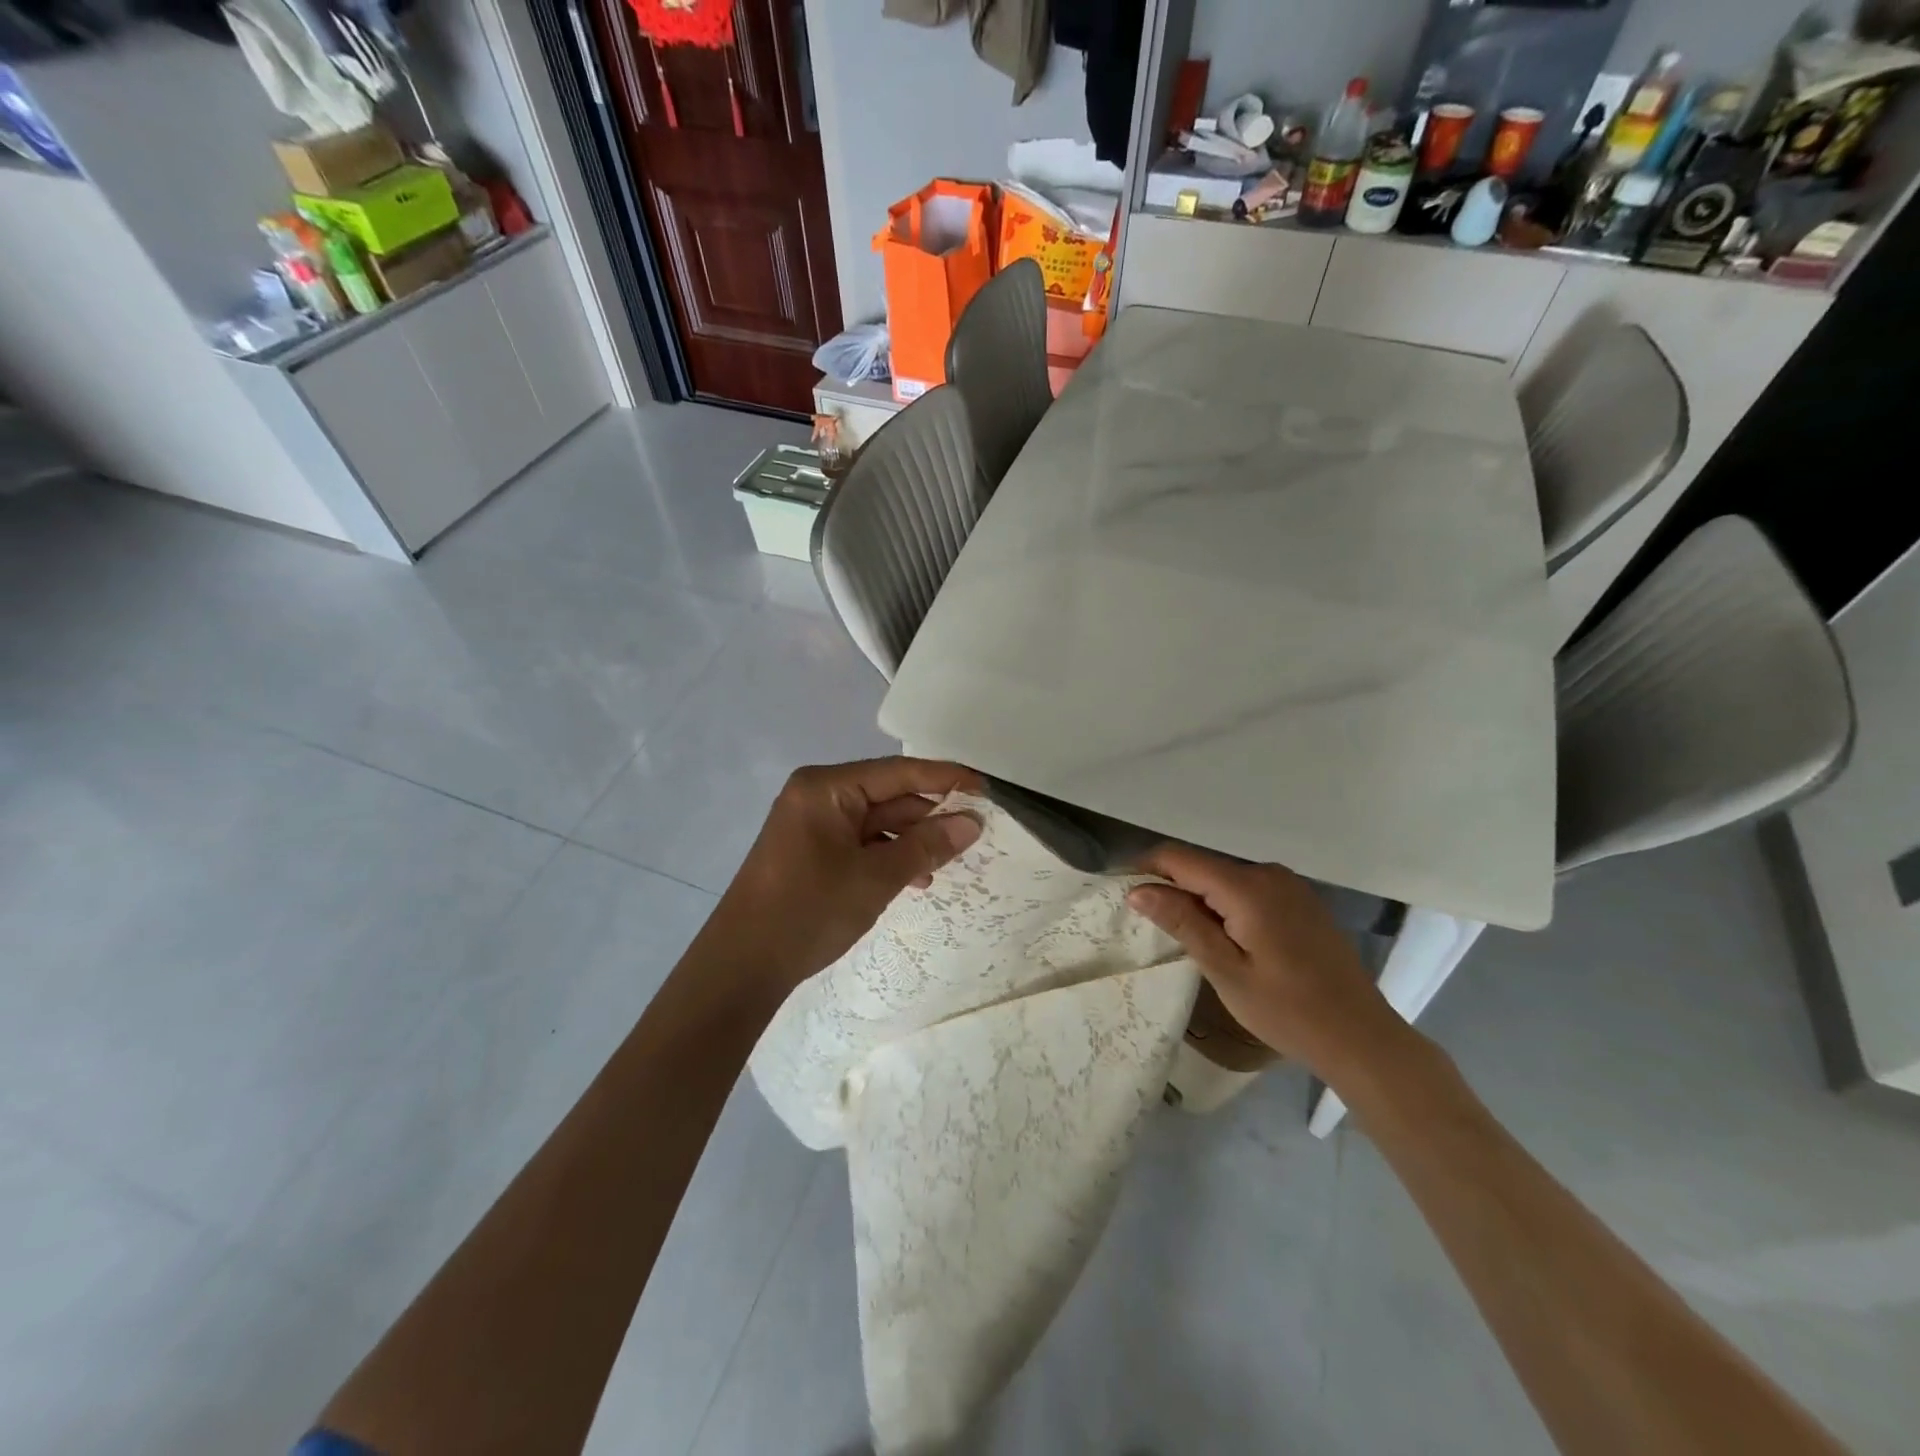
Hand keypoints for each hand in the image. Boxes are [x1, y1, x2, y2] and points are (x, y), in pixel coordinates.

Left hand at [695, 758, 983, 1002]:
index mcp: (826, 788)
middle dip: (929, 817)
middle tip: (974, 834)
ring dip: (911, 842)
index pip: (898, 772)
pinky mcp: (812, 851)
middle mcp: (818, 796)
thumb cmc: (810, 911)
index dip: (945, 779)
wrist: (742, 966)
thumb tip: (972, 822)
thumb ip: (927, 845)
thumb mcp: (876, 877)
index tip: (985, 789)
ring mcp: (812, 825)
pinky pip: (861, 843)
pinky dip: (888, 857)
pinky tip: (915, 879)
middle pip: (888, 796)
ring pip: (877, 823)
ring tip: (946, 865)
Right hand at [1126, 844, 1404, 1075]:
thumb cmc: (1288, 1010)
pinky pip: (1249, 890)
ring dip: (1199, 897)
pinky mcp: (1301, 901)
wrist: (1362, 1037)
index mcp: (1247, 887)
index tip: (1120, 889)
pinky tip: (1225, 938)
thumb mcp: (1226, 970)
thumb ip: (1182, 922)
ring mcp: (1289, 886)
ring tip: (1183, 935)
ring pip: (1225, 879)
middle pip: (1202, 866)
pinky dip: (1226, 904)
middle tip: (1149, 924)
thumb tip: (1138, 889)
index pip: (1179, 858)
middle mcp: (1268, 873)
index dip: (1145, 867)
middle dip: (1171, 886)